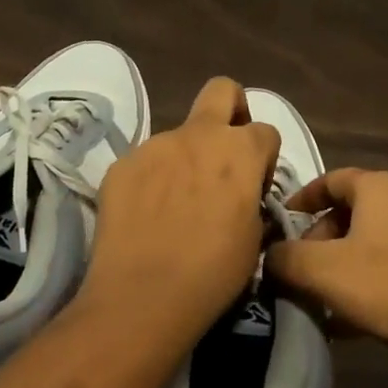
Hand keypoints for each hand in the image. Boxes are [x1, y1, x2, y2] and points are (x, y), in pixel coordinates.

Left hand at [79, 78, 280, 345]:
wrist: (142, 297)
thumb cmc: (213, 273)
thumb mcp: (254, 239)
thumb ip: (252, 199)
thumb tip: (243, 192)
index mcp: (239, 151)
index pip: (266, 130)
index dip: (265, 156)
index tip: (255, 185)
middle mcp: (199, 135)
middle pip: (222, 90)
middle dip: (231, 106)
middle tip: (225, 148)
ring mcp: (156, 145)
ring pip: (178, 136)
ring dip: (184, 159)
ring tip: (174, 206)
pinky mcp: (122, 163)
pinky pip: (145, 162)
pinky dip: (151, 181)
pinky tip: (146, 217)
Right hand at [265, 168, 387, 359]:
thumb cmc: (385, 284)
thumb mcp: (322, 271)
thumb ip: (286, 258)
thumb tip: (269, 255)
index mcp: (378, 186)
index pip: (331, 179)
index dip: (303, 199)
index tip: (283, 222)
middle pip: (353, 209)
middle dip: (323, 236)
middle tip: (305, 267)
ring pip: (374, 236)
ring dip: (347, 259)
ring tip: (327, 294)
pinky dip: (372, 275)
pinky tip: (357, 313)